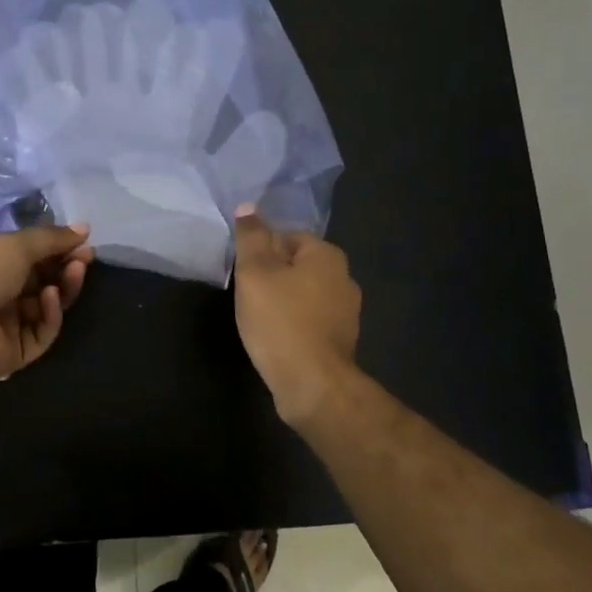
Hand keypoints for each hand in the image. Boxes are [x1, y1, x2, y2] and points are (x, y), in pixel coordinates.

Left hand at [0, 225, 94, 386]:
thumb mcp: (16, 244)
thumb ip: (52, 238)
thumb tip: (84, 228)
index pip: (29, 254)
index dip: (57, 247)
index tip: (82, 241)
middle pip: (42, 280)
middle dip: (65, 267)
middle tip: (85, 258)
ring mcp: (6, 324)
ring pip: (46, 306)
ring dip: (62, 287)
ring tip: (75, 271)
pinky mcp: (15, 352)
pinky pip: (41, 331)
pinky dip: (50, 314)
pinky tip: (50, 298)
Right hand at [232, 207, 361, 421]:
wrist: (312, 384)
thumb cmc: (280, 321)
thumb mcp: (255, 273)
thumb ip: (250, 238)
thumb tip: (247, 207)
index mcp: (327, 255)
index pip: (286, 236)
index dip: (260, 252)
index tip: (244, 274)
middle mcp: (344, 277)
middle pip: (295, 265)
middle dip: (271, 276)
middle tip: (247, 295)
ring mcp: (347, 311)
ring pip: (303, 293)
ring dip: (282, 301)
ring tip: (259, 319)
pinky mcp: (341, 339)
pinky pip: (310, 318)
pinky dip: (293, 323)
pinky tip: (276, 337)